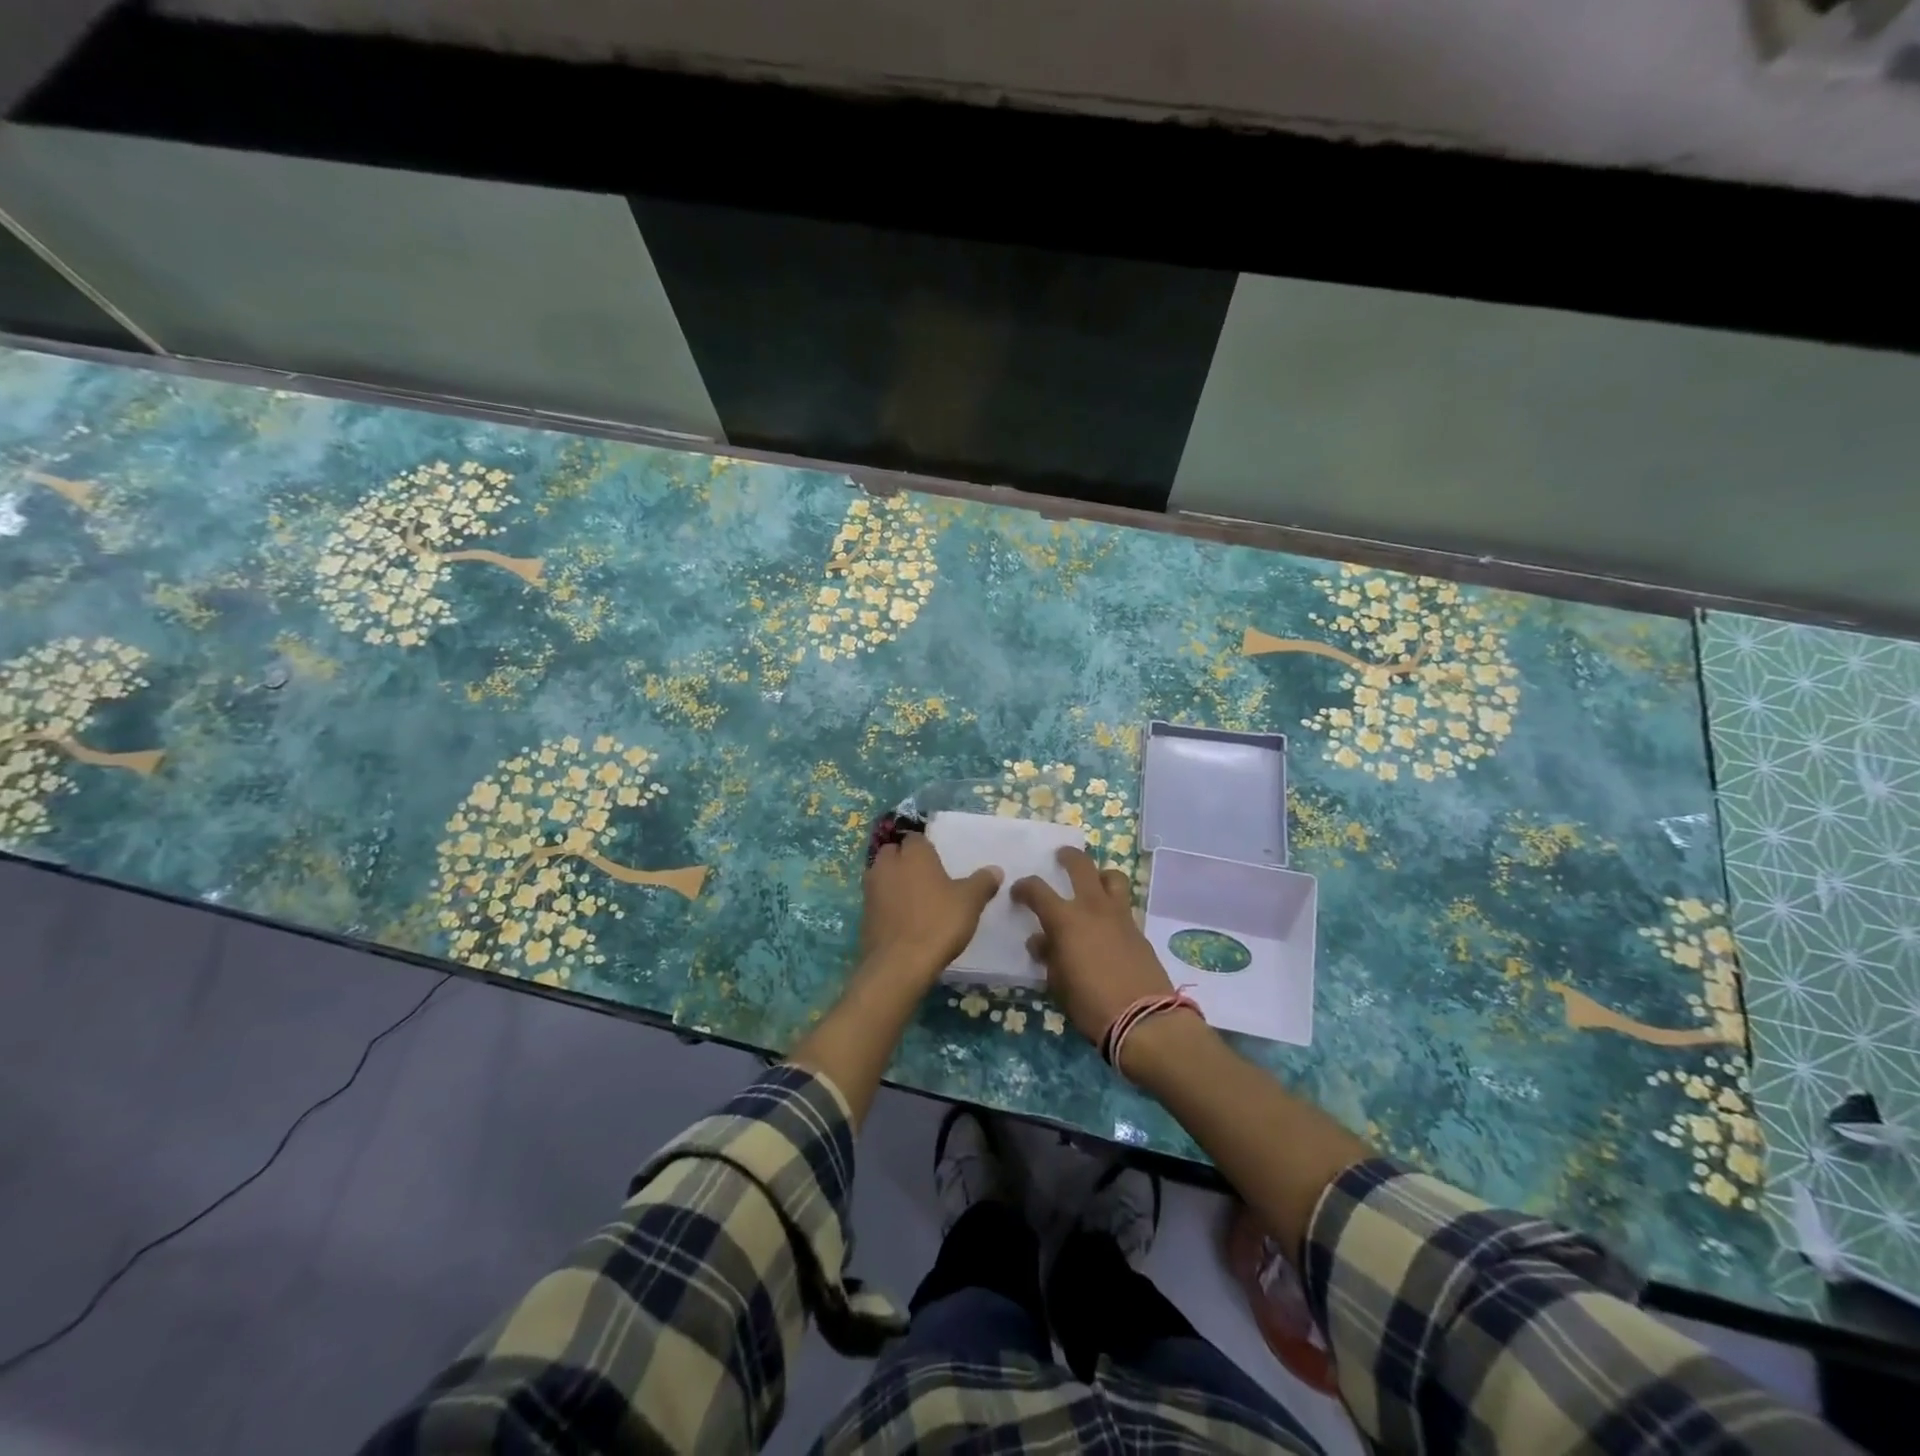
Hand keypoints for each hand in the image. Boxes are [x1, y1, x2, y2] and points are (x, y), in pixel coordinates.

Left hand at [859, 833, 1001, 989]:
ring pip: (882, 876)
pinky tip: (903, 920)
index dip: (926, 848)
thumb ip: (982, 882)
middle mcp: (887, 865)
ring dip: (894, 882)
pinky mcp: (863, 914)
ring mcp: (871, 890)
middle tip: (927, 879)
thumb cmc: (938, 923)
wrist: (899, 965)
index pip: (916, 838)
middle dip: (905, 861)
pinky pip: (877, 900)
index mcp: (913, 854)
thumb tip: (994, 870)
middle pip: (893, 853)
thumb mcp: (970, 901)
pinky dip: (887, 905)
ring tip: (916, 900)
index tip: (939, 863)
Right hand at [1012, 847, 1173, 1045]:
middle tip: (1060, 857)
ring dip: (1099, 874)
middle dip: (1068, 857)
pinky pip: (1124, 904)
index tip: (1018, 892)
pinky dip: (1112, 904)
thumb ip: (1049, 956)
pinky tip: (1106, 922)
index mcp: (1066, 919)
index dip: (1024, 887)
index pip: (1037, 890)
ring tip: (1093, 883)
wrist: (1144, 1020)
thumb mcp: (1058, 983)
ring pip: (1112, 877)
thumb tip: (1042, 941)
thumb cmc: (1090, 1003)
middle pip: (1081, 865)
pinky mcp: (1138, 930)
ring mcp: (1120, 916)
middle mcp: (1093, 907)